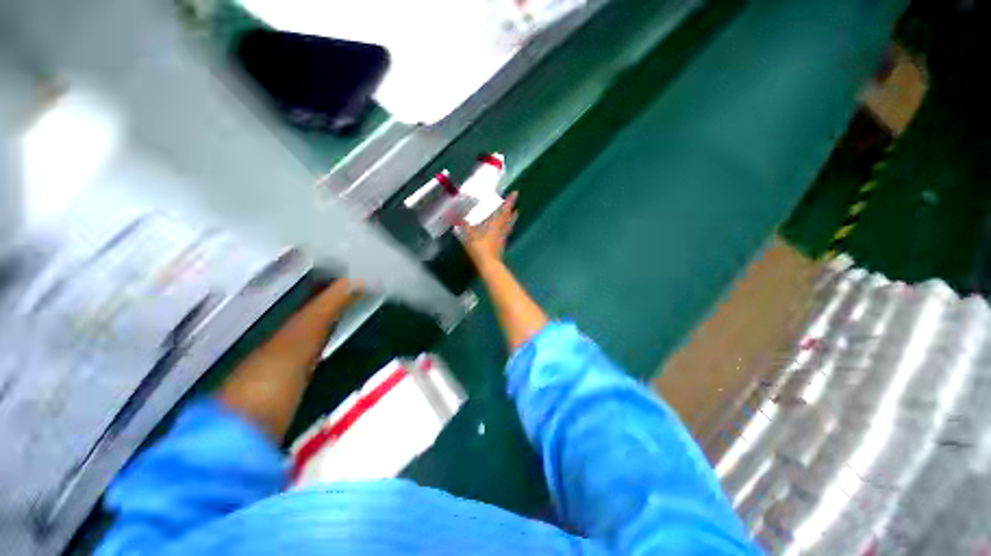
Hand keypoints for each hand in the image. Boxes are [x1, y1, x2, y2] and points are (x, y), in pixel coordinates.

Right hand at [457, 192, 517, 266]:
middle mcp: (501, 230)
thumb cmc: (480, 249)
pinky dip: (506, 228)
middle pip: (508, 218)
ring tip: (515, 213)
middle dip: (511, 209)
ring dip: (512, 218)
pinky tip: (504, 229)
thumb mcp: (470, 236)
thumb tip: (459, 217)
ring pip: (508, 225)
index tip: (515, 193)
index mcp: (494, 225)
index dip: (509, 202)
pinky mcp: (501, 245)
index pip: (503, 210)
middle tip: (515, 203)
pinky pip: (505, 232)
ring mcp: (502, 238)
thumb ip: (465, 226)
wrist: (489, 265)